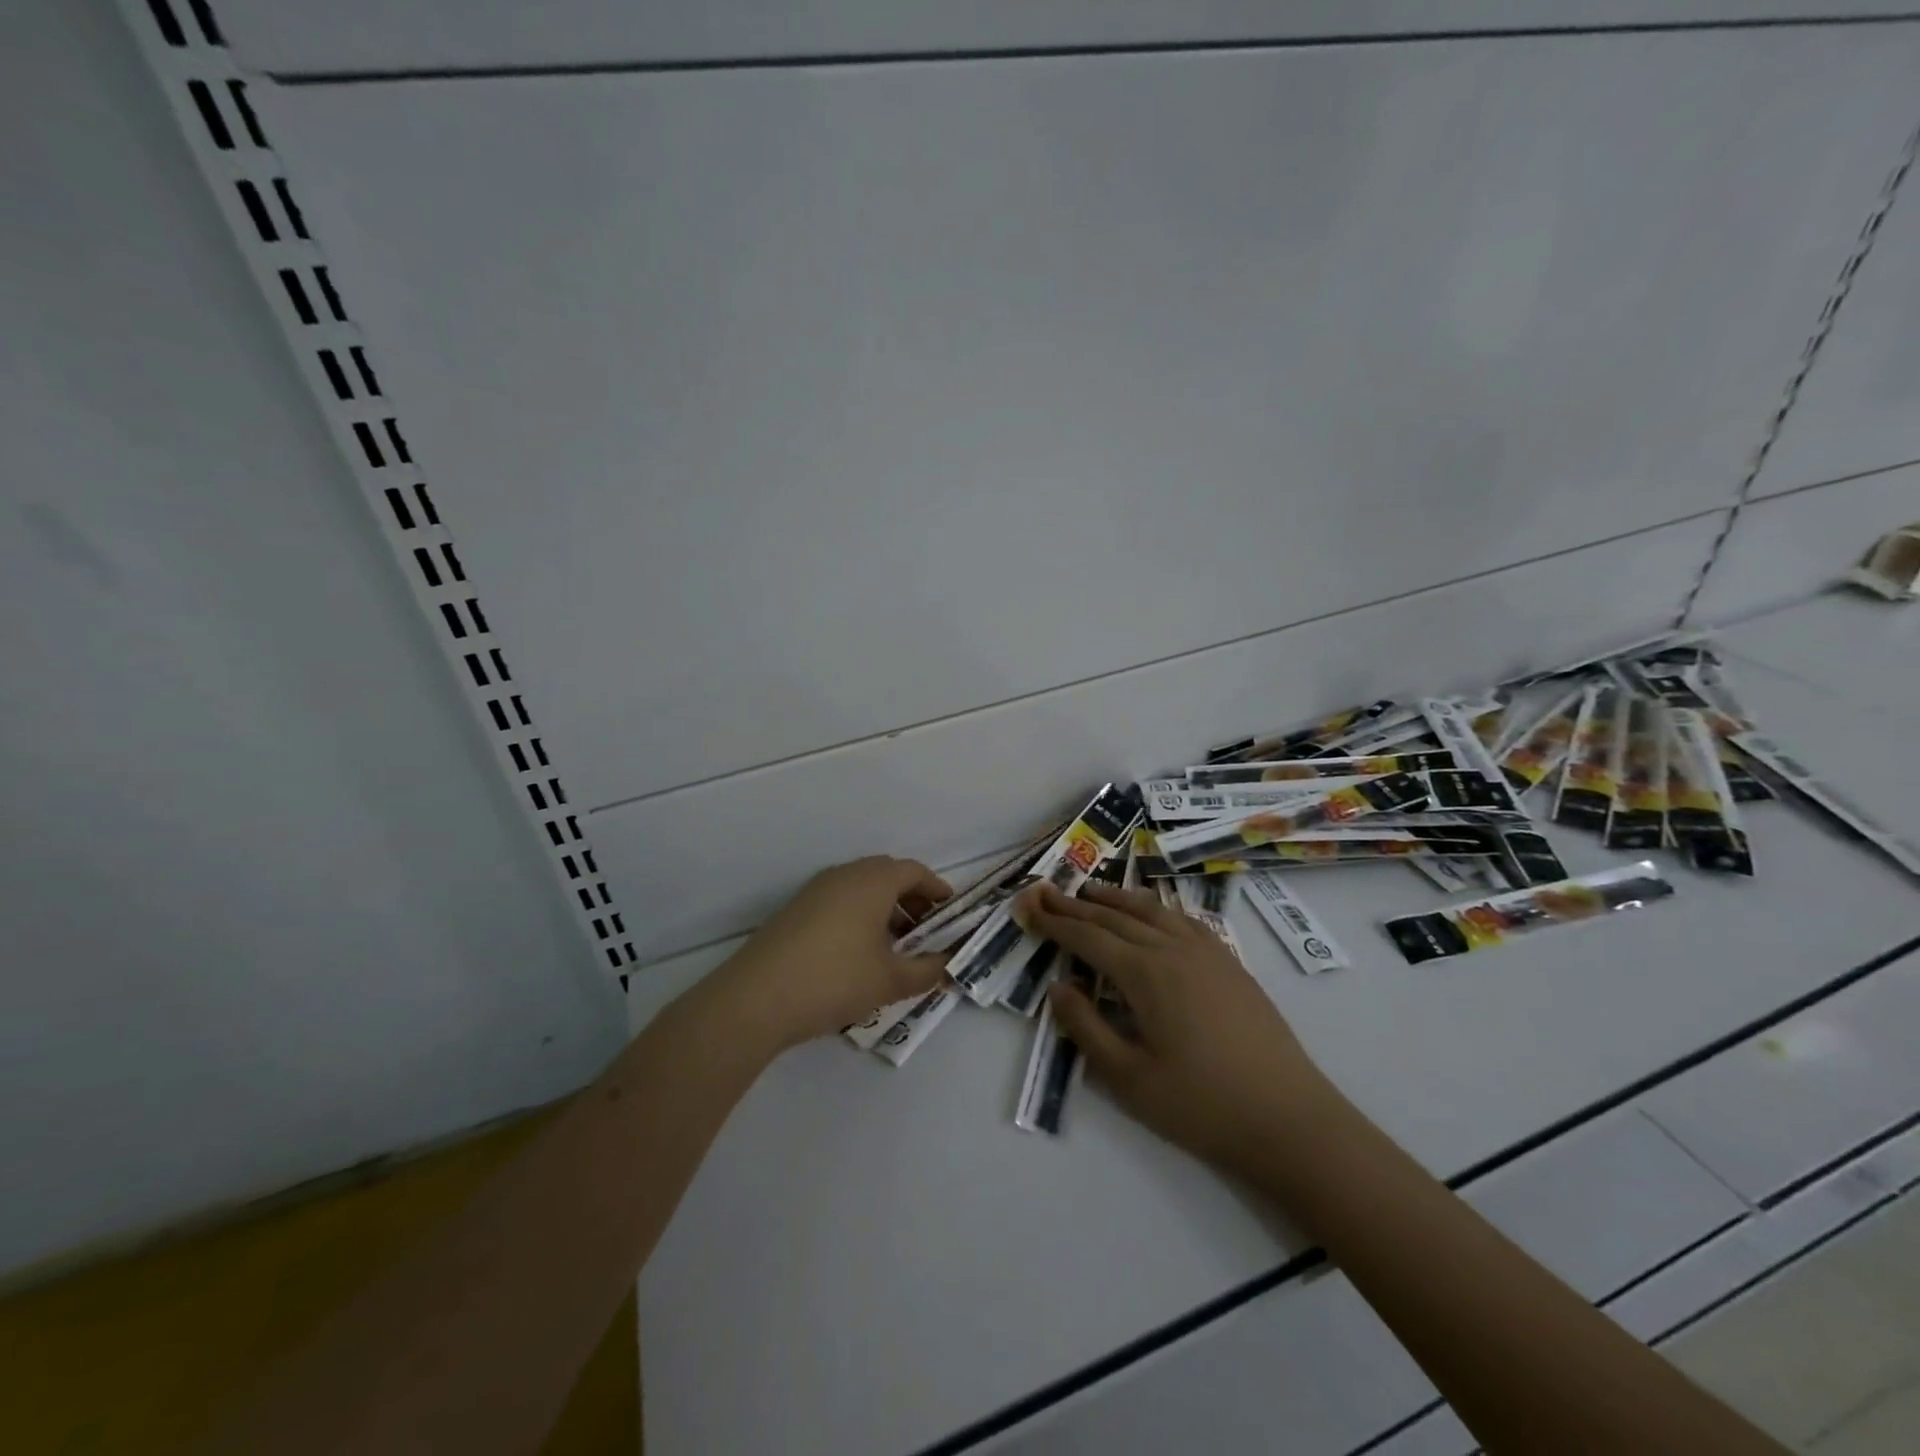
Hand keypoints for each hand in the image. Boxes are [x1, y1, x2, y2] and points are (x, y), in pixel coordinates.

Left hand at [713, 856, 953, 1052]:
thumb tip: (949, 965)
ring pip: (861, 888)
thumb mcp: (891, 981)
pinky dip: (858, 916)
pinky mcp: (795, 910)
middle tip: (925, 931)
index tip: (950, 913)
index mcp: (873, 881)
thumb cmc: (835, 979)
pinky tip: (858, 954)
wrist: (755, 999)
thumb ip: (927, 971)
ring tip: (894, 948)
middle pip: (887, 875)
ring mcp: (815, 891)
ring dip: (884, 909)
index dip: (937, 890)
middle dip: (911, 899)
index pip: (914, 871)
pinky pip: (839, 901)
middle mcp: (844, 875)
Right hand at [1014, 881, 1331, 1174]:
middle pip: (1114, 917)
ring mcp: (1206, 952)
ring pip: (1151, 910)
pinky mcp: (1229, 962)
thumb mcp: (1129, 1079)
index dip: (1055, 924)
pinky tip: (1151, 913)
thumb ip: (1087, 1028)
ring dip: (1116, 898)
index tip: (1029, 909)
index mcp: (1145, 973)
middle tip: (1047, 892)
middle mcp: (1172, 949)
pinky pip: (1183, 919)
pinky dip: (1155, 908)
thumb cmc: (1201, 1105)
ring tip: (1091, 891)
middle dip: (1076, 905)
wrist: (1289, 1118)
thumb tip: (1058, 987)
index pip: (1088, 938)